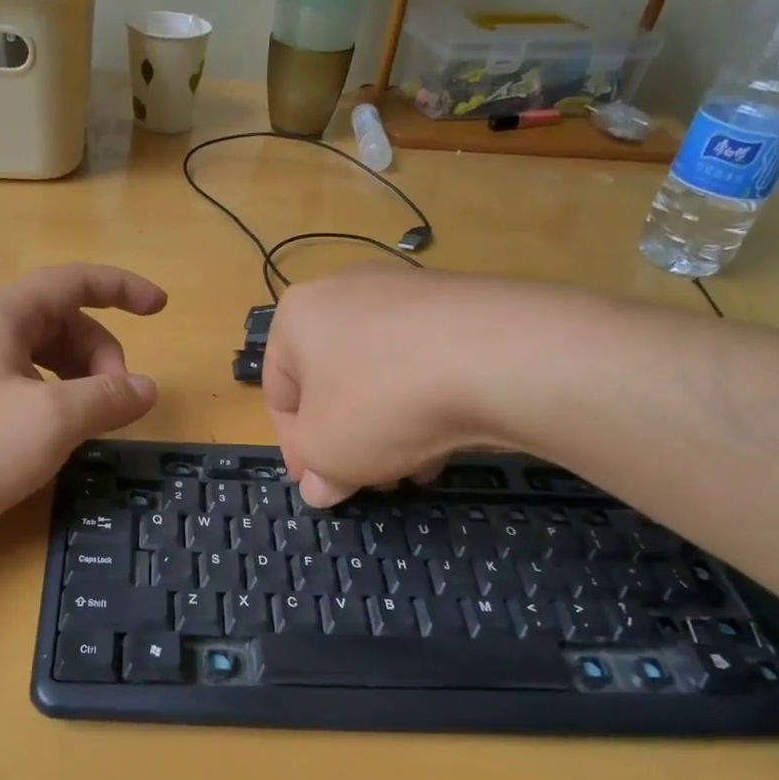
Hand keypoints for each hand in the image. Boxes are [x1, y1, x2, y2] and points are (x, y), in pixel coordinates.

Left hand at [0, 264, 165, 552]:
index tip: (160, 308)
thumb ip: (107, 398)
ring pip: (38, 357)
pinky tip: (53, 435)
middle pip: (59, 322)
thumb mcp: (51, 420)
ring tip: (90, 421)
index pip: (73, 281)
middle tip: (117, 400)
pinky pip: (17, 384)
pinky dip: (50, 399)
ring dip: (76, 380)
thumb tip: (146, 388)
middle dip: (100, 353)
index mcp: (0, 316)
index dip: (122, 288)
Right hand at [264, 267, 505, 506]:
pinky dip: (427, 400)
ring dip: (388, 427)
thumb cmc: (381, 402)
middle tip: (366, 480)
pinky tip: (447, 438)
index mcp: (298, 315)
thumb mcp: (327, 452)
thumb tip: (320, 488)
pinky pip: (425, 361)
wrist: (498, 356)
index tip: (316, 484)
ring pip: (382, 375)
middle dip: (348, 439)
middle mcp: (346, 291)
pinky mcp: (460, 302)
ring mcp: (406, 291)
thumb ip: (315, 472)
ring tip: (413, 468)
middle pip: (334, 383)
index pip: (280, 393)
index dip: (294, 448)